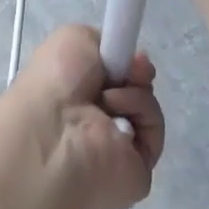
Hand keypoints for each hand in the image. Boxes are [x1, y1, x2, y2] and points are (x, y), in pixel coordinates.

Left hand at [13, 25, 164, 208]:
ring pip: (146, 106)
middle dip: (137, 73)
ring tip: (110, 97)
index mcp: (76, 94)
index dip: (125, 61)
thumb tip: (124, 61)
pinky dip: (142, 113)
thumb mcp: (74, 39)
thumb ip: (101, 41)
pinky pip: (153, 129)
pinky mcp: (138, 169)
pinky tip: (117, 115)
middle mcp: (96, 119)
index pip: (112, 76)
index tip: (131, 54)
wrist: (55, 130)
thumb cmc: (56, 81)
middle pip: (135, 88)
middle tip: (132, 70)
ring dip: (135, 92)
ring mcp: (117, 146)